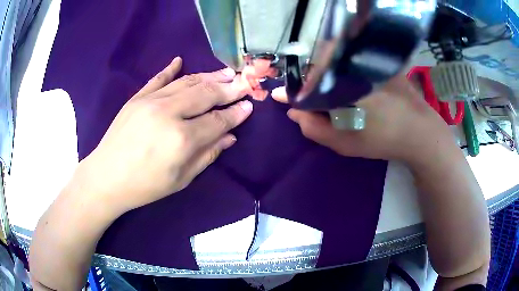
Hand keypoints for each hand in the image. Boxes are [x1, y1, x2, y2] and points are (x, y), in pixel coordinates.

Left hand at [76, 57, 251, 213]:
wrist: (106, 177)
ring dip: (209, 76)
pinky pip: (158, 78)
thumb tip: (230, 136)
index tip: (249, 105)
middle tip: (244, 83)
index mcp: (182, 139)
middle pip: (206, 94)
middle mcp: (169, 113)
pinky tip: (180, 61)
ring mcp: (151, 101)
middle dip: (229, 88)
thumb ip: (207, 155)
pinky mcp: (137, 97)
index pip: (217, 120)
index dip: (236, 113)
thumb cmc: (145, 186)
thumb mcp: (181, 179)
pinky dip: (170, 69)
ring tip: (226, 72)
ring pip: (187, 82)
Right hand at [272, 75, 452, 162]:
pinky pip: (352, 60)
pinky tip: (353, 86)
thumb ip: (314, 128)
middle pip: (320, 68)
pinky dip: (344, 70)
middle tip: (316, 102)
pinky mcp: (378, 60)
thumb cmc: (383, 140)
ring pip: (336, 62)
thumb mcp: (345, 143)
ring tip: (336, 96)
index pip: (307, 84)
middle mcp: (353, 66)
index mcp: (343, 86)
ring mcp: (367, 61)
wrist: (421, 132)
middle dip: (312, 83)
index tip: (281, 96)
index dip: (292, 91)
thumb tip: (294, 111)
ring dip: (328, 76)